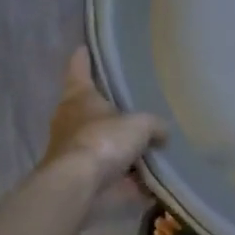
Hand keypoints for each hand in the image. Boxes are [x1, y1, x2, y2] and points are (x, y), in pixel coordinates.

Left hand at [41, 48, 168, 192]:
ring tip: (149, 145)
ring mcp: (75, 152)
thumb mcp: (139, 125)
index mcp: (78, 97)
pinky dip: (131, 181)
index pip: (79, 69)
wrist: (79, 186)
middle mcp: (71, 121)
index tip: (84, 47)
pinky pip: (113, 176)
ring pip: (102, 144)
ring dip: (121, 148)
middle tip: (132, 104)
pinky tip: (153, 182)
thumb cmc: (103, 141)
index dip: (83, 58)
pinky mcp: (83, 179)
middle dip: (108, 109)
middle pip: (90, 109)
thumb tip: (163, 132)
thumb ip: (154, 125)